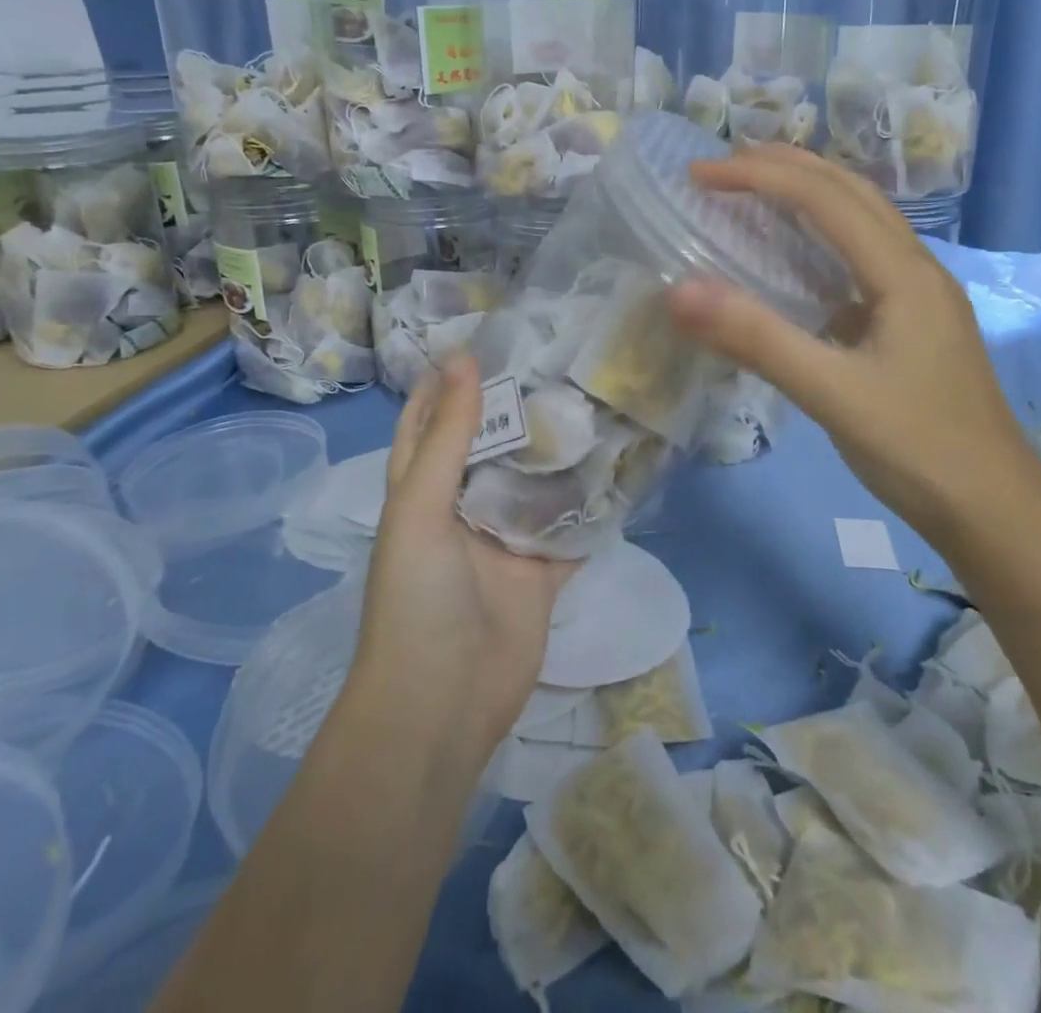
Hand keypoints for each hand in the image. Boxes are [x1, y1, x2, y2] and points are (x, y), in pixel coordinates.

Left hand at [352, 356, 573, 757]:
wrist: (443, 702)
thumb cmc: (417, 596)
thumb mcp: (421, 506)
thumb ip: (448, 435)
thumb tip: (460, 358)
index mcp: (423, 490)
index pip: (432, 421)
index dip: (449, 381)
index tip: (486, 339)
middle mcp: (463, 508)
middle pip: (492, 446)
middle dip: (518, 407)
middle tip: (561, 360)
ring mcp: (505, 541)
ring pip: (536, 483)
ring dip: (559, 451)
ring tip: (596, 399)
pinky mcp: (542, 572)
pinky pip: (570, 529)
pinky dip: (591, 504)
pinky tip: (623, 468)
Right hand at [668, 145, 1039, 534]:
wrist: (995, 509)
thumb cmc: (918, 449)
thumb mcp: (831, 394)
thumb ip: (757, 339)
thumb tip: (678, 290)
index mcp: (904, 273)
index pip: (825, 199)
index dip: (760, 176)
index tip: (700, 174)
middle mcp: (916, 269)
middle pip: (851, 191)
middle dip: (786, 166)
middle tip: (722, 166)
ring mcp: (919, 296)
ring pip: (862, 220)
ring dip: (808, 193)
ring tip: (754, 189)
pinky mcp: (912, 322)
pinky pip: (861, 257)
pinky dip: (820, 236)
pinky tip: (795, 258)